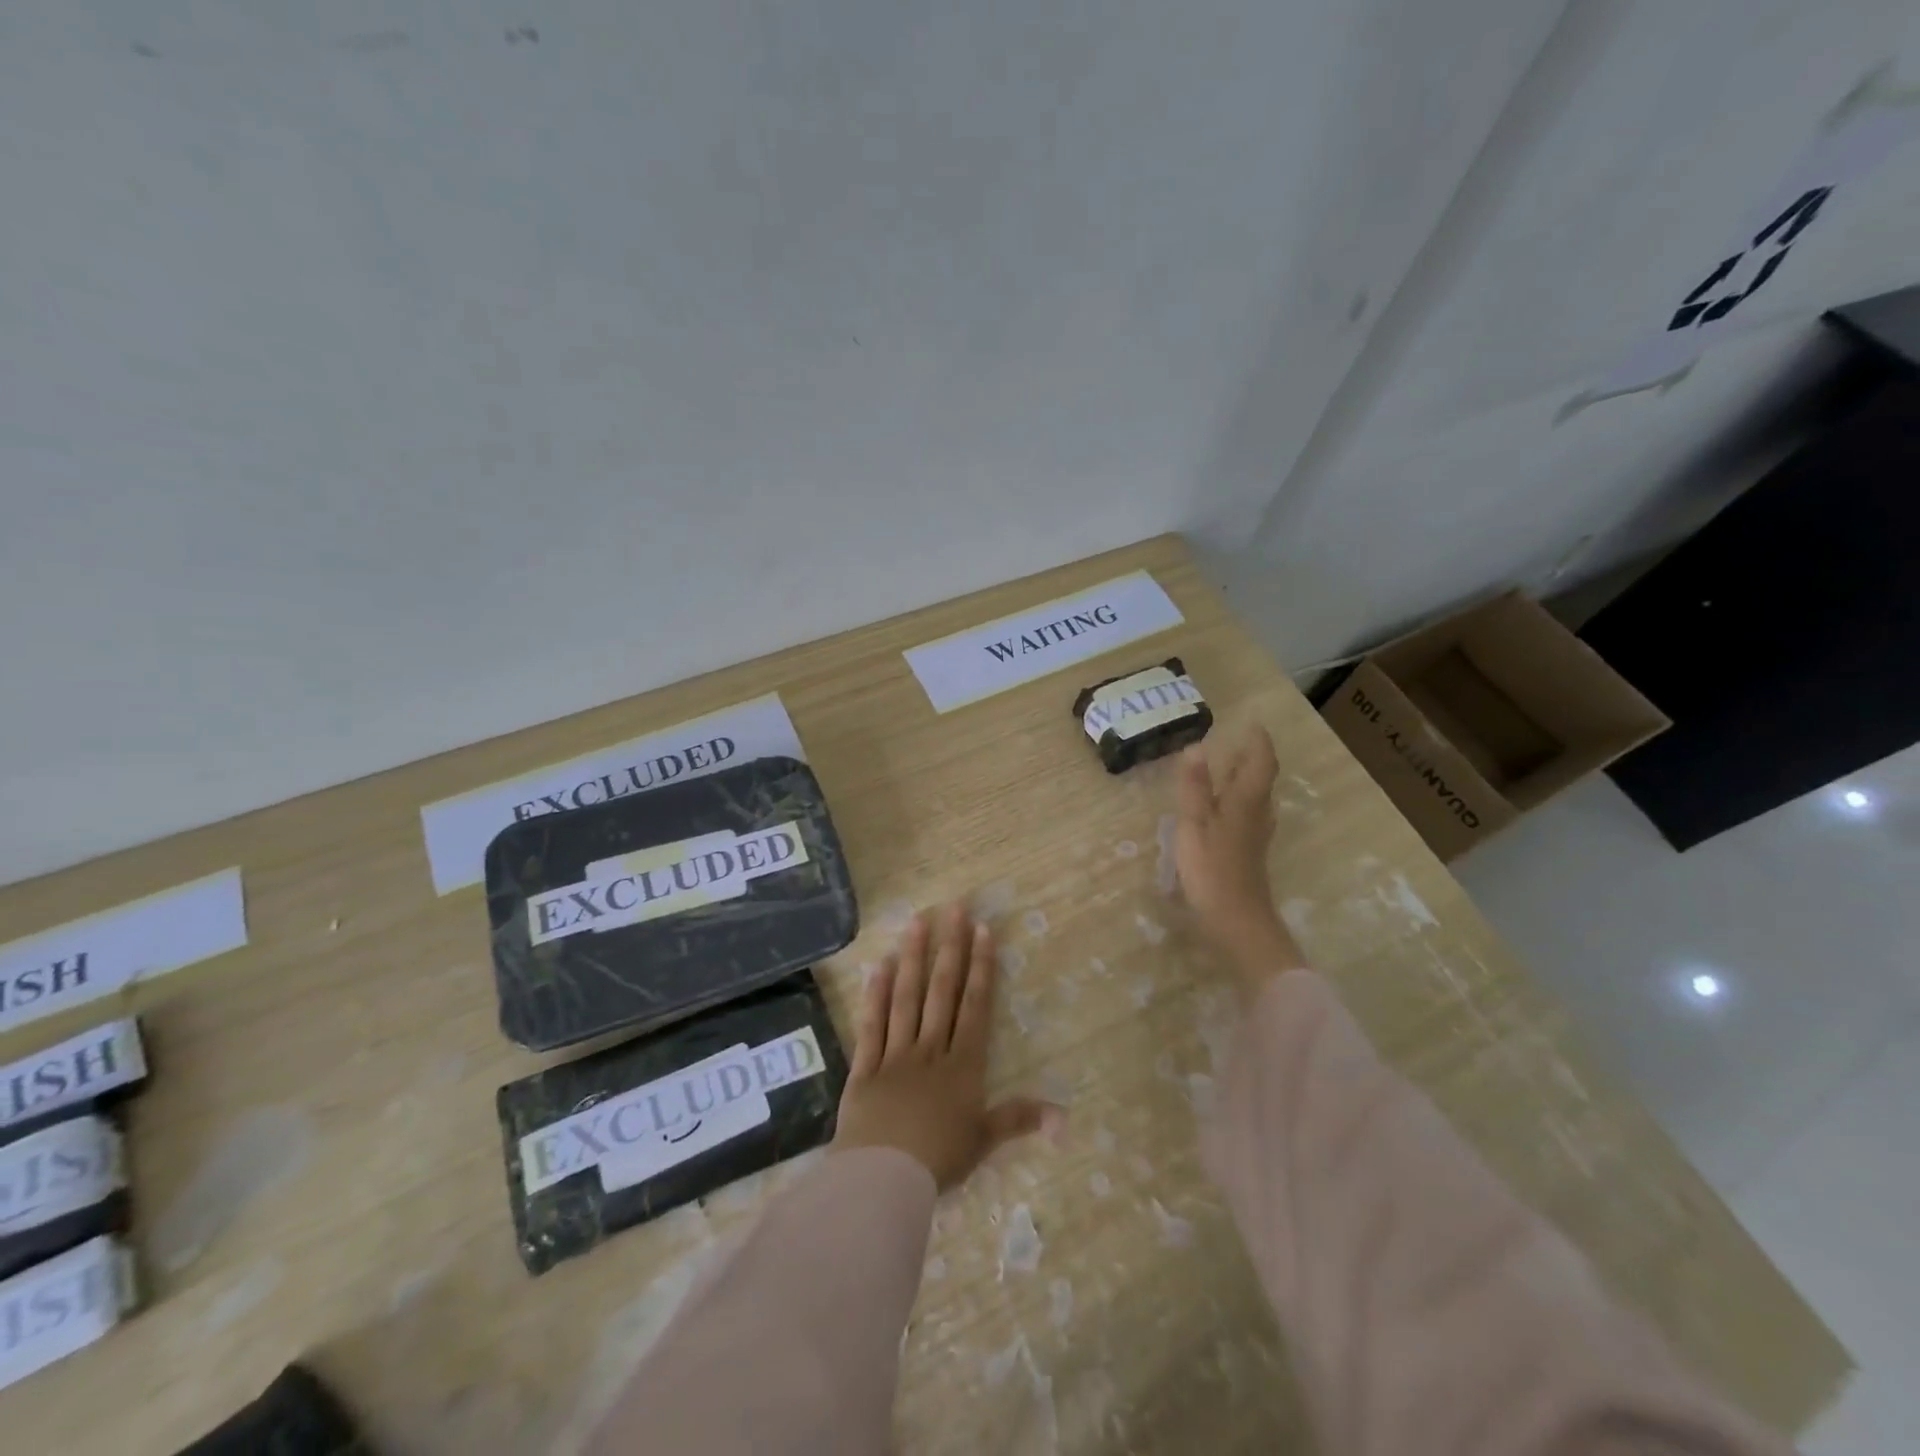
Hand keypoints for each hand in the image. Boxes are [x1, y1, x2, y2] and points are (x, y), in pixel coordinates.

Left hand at [831, 902, 1049, 1189]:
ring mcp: (895, 1054)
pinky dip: (874, 995)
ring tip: (916, 922)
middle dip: (950, 948)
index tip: (982, 930)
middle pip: (942, 991)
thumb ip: (1020, 1120)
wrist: (884, 1179)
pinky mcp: (865, 1067)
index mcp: (963, 1066)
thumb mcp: (984, 1141)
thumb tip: (1065, 1117)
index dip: (981, 966)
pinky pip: (871, 1025)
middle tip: (953, 908)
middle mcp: (931, 1049)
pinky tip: (877, 966)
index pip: (975, 1006)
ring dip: (912, 958)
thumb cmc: (939, 1161)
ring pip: (906, 998)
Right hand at [1174, 728, 1301, 973]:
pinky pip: (1248, 816)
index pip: (1260, 763)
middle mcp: (1256, 815)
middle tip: (1238, 742)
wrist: (1237, 921)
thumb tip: (1197, 746)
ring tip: (1229, 769)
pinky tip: (1226, 810)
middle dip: (1252, 758)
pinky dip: (1238, 802)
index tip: (1253, 723)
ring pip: (1256, 799)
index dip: (1258, 742)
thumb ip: (1195, 787)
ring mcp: (1254, 837)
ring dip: (1246, 780)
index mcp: (1245, 802)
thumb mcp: (1194, 824)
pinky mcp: (1248, 854)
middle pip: (1261, 780)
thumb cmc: (1212, 869)